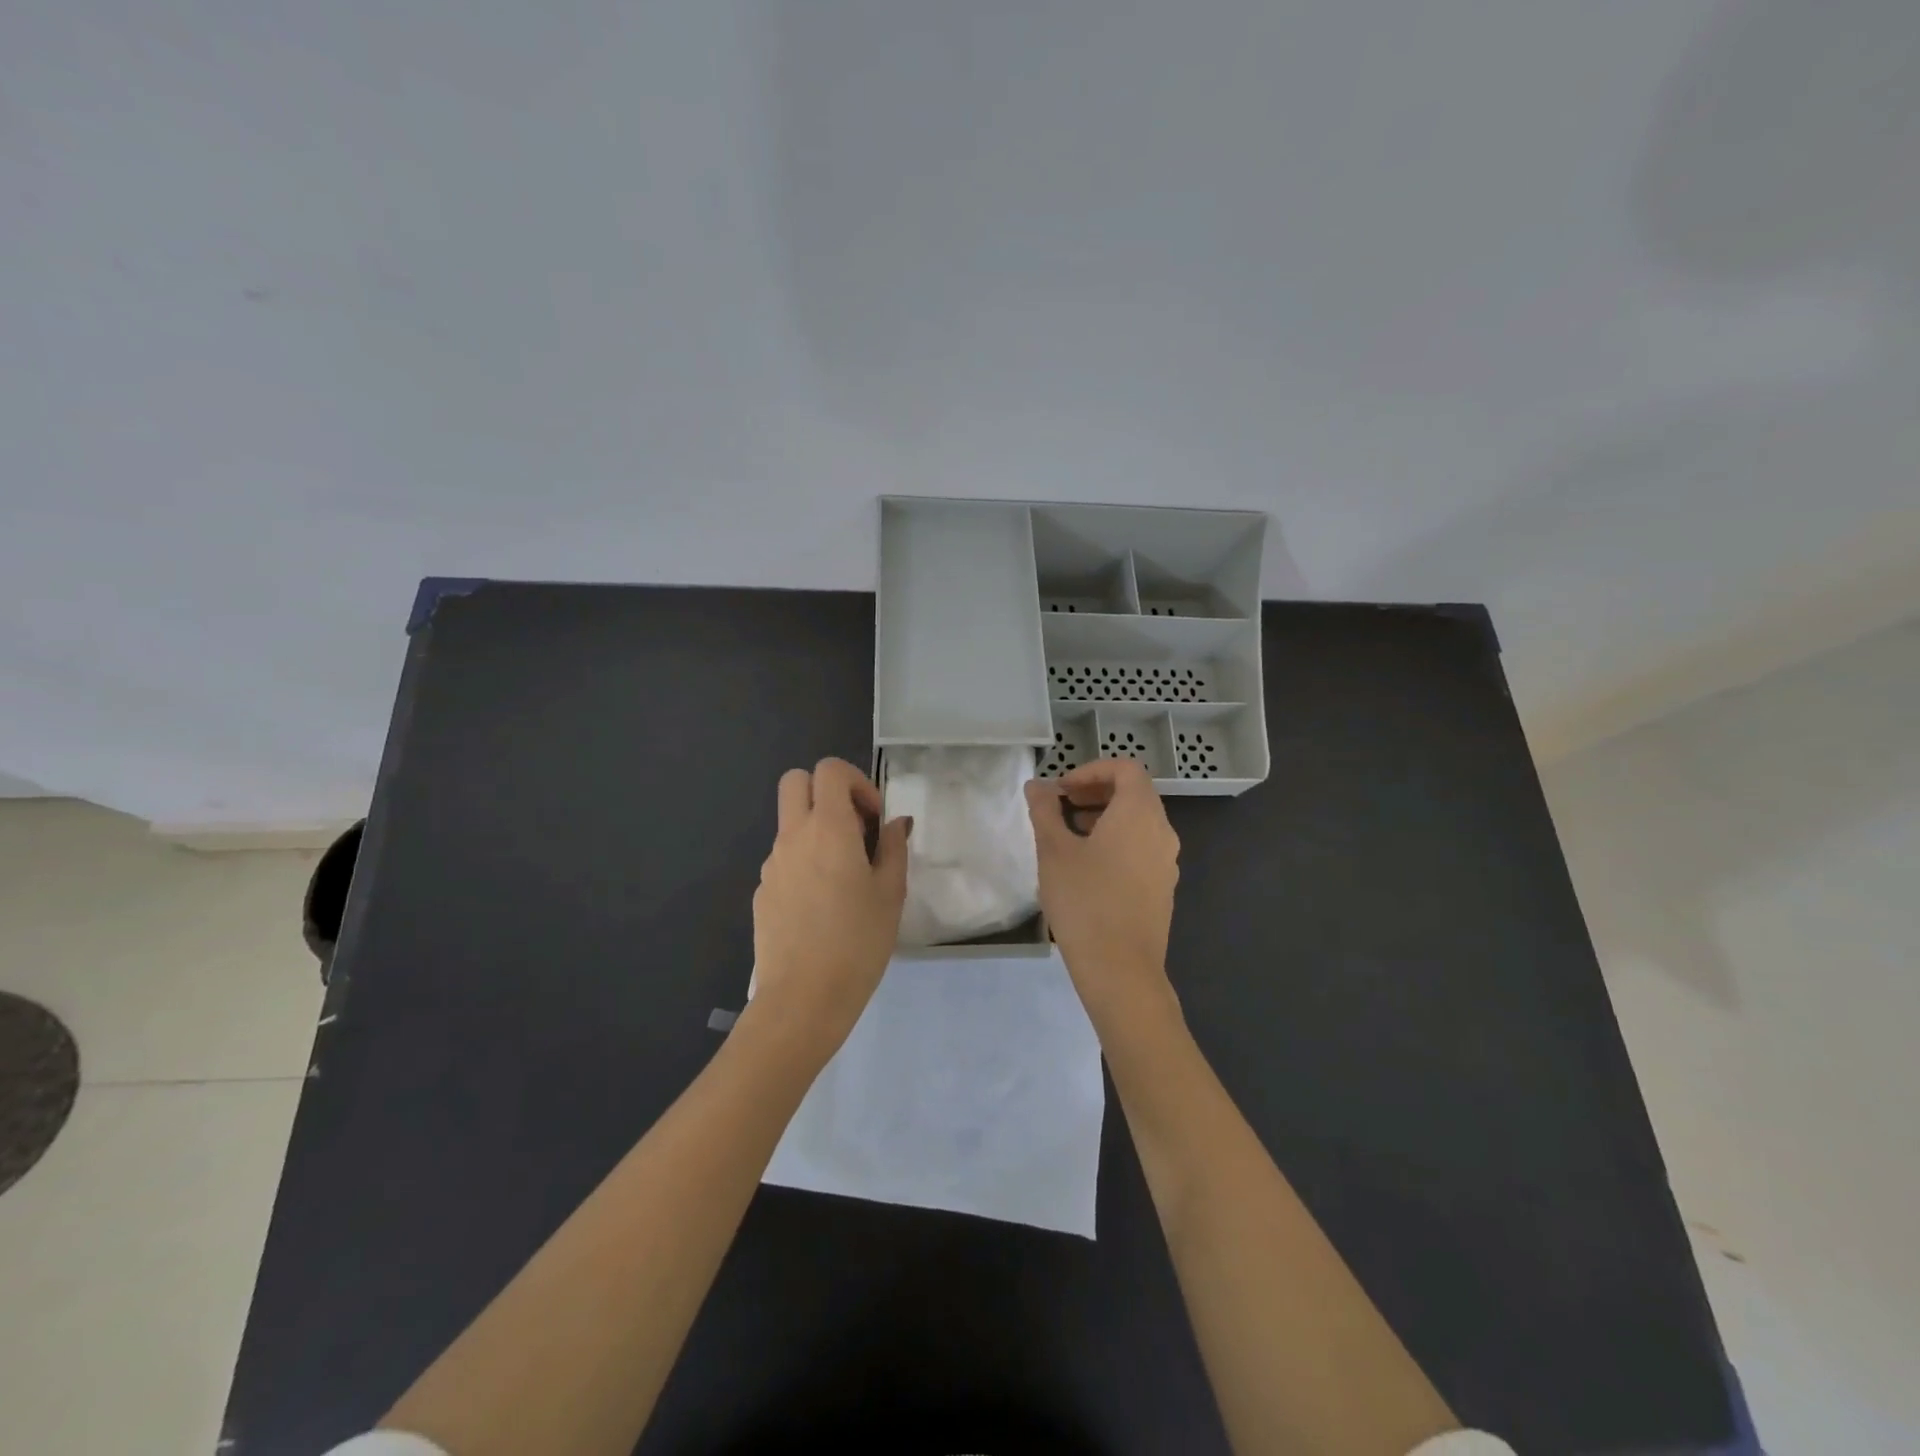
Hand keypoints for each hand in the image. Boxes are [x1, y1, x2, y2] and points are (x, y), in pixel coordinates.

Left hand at [749, 758, 911, 1054]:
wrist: (803, 998)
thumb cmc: (858, 942)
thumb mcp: (891, 894)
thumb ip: (893, 849)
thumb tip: (894, 823)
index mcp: (828, 828)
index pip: (829, 770)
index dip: (856, 781)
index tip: (873, 818)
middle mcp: (793, 836)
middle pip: (796, 781)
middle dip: (826, 791)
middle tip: (854, 828)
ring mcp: (772, 864)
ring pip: (790, 822)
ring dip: (816, 829)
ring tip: (844, 876)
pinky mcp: (763, 891)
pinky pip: (784, 858)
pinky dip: (804, 862)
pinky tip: (822, 905)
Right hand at [1024, 759, 1181, 1024]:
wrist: (1120, 969)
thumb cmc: (1085, 901)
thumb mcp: (1054, 851)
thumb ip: (1045, 811)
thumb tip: (1038, 786)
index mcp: (1139, 814)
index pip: (1125, 769)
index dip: (1091, 770)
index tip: (1062, 789)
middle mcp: (1162, 831)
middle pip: (1135, 793)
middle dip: (1096, 791)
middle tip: (1062, 804)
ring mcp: (1166, 861)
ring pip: (1139, 822)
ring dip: (1105, 816)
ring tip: (1069, 834)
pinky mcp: (1162, 887)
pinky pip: (1142, 847)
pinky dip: (1117, 841)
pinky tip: (1087, 867)